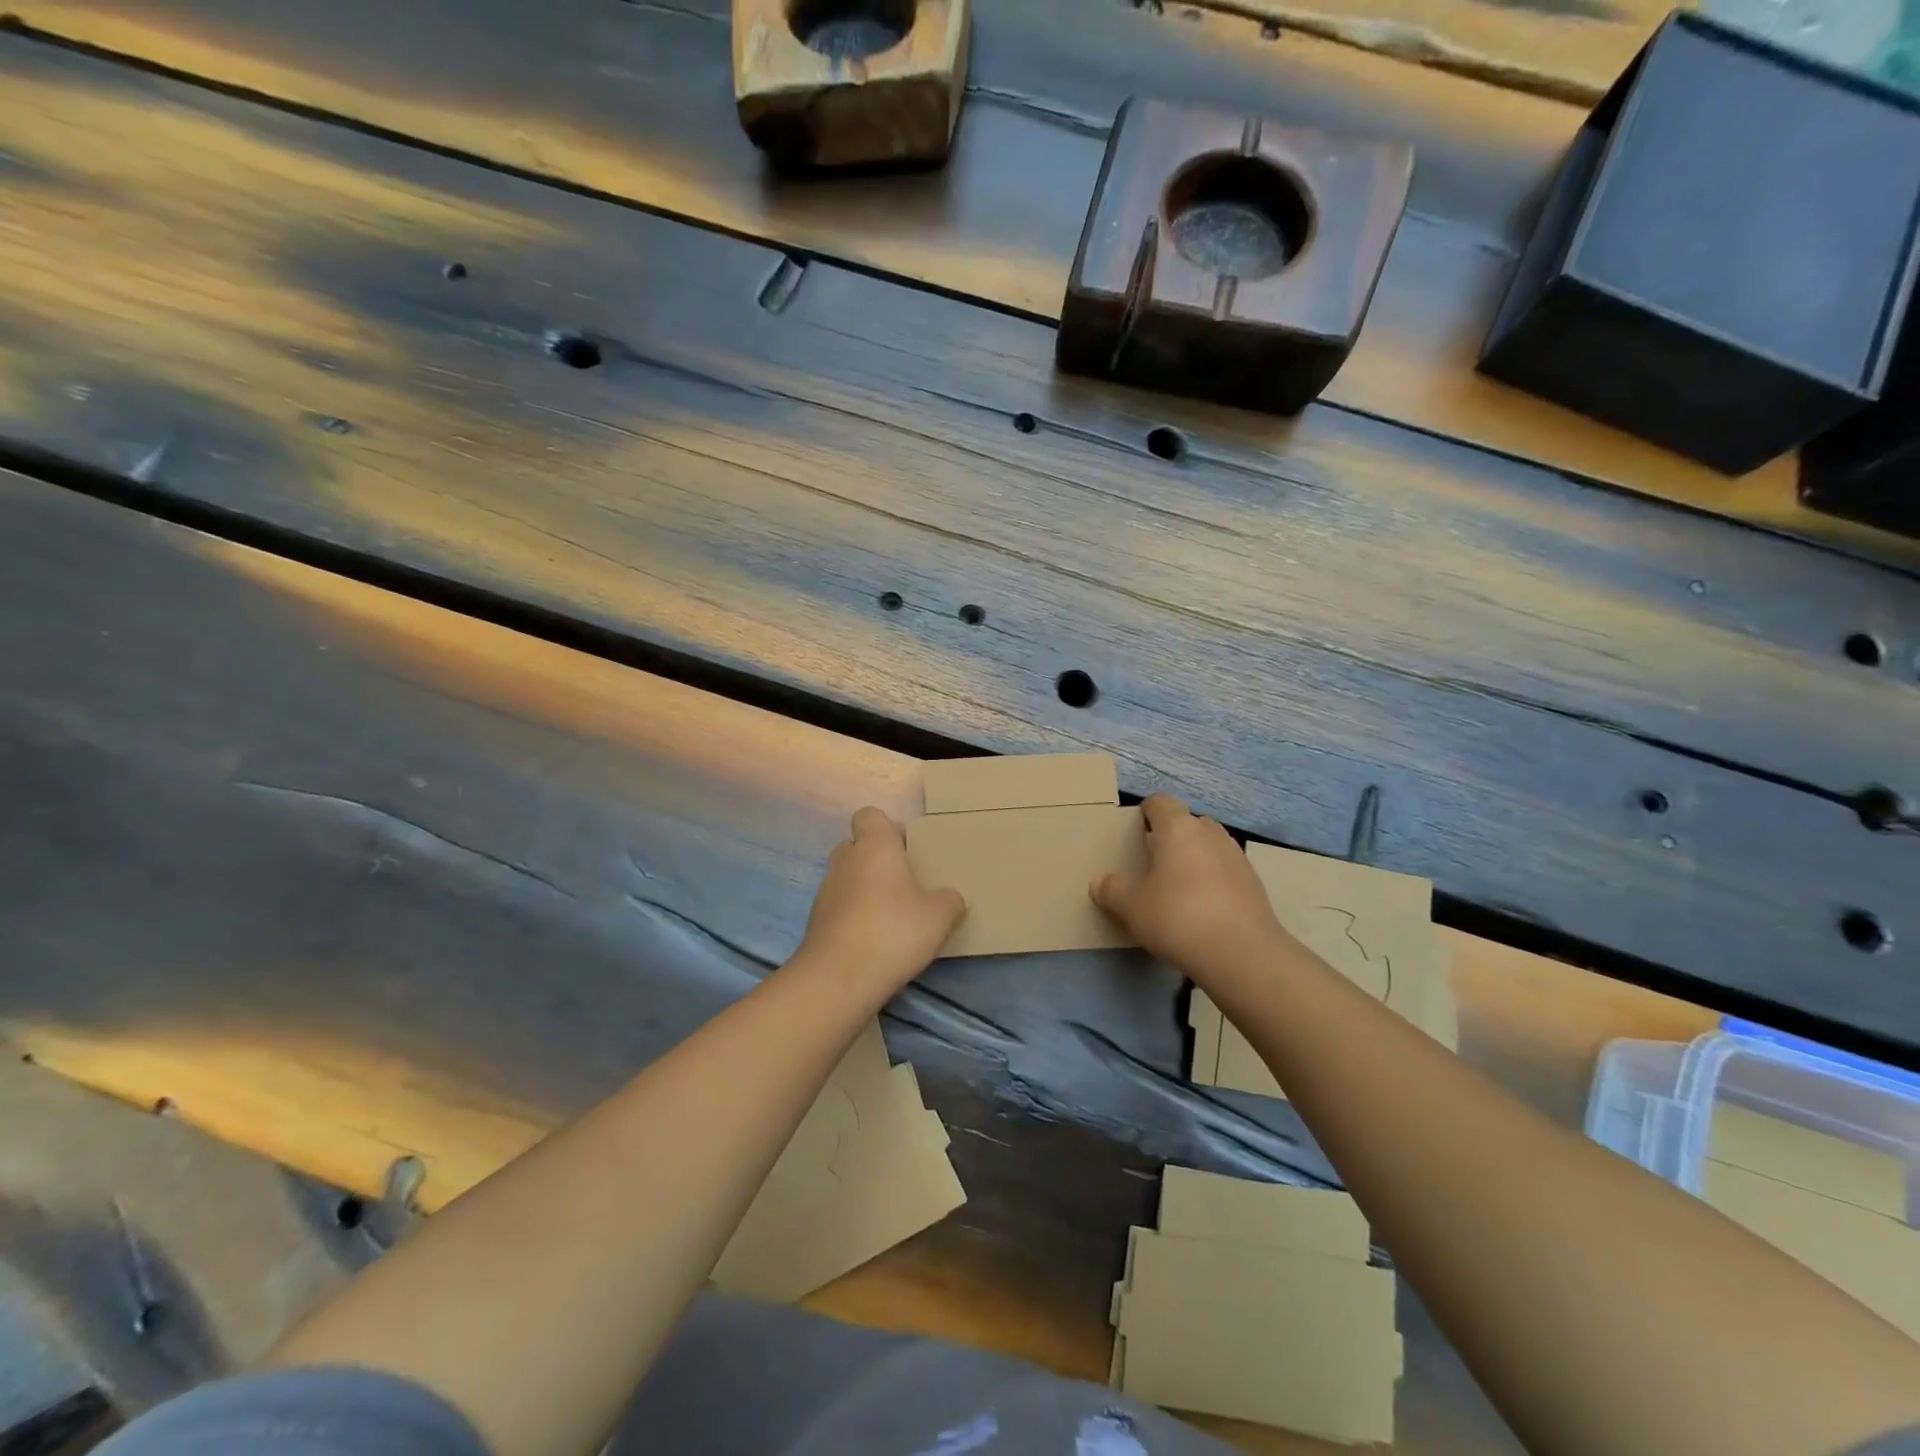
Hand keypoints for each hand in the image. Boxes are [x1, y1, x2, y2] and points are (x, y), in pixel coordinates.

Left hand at [797, 807, 965, 999]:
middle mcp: (845, 860)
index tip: (907, 849)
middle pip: (858, 846)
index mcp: (874, 845)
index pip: (870, 815)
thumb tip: (950, 897)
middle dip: (877, 859)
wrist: (838, 977)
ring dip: (865, 889)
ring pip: (848, 877)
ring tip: (893, 915)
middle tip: (905, 882)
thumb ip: (949, 900)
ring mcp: (826, 891)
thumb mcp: (938, 916)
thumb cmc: (893, 931)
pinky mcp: (816, 922)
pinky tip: (875, 940)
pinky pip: (840, 907)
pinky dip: (854, 916)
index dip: (887, 828)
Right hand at [1091, 794, 1288, 985]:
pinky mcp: (1254, 884)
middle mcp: (1210, 833)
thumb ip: (1112, 890)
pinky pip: (1225, 872)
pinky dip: (1213, 882)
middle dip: (1172, 838)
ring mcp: (1237, 857)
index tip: (1134, 834)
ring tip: (1177, 890)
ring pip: (1209, 847)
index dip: (1145, 813)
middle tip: (1153, 865)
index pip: (1159, 802)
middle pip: (1187, 823)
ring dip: (1194, 860)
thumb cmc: (1178, 917)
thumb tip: (1100, 882)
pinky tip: (1202, 911)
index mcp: (1178, 828)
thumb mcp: (1131, 907)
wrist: (1242, 954)